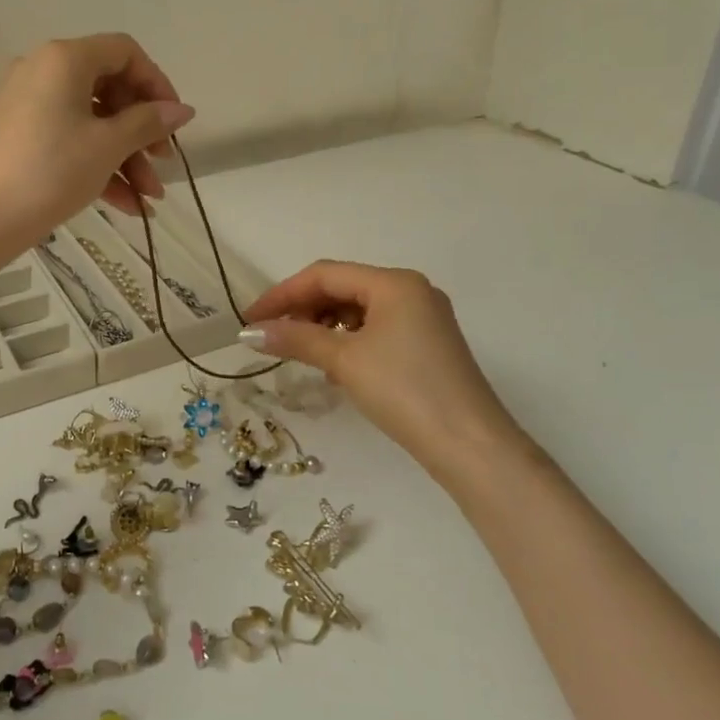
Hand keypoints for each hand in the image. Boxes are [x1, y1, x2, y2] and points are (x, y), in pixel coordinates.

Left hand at [0, 34, 194, 254]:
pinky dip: (98, 165)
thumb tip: (183, 110)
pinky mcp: (19, 136)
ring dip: (125, 157)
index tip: (175, 121)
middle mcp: (43, 71)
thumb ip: (148, 123)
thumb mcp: (108, 146)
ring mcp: (28, 104)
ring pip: (92, 121)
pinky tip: (126, 205)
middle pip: (110, 89)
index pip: (125, 52)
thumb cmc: (50, 171)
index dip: (157, 84)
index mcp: (65, 59)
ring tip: (149, 198)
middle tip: (162, 162)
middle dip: (142, 131)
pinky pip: (69, 139)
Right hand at [243, 261, 539, 482]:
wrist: (469, 445)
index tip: (249, 319)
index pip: (325, 275)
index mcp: (394, 282)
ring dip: (323, 325)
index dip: (282, 294)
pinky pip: (376, 328)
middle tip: (271, 336)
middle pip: (342, 287)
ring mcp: (423, 317)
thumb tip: (251, 332)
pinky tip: (333, 363)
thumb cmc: (404, 391)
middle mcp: (411, 290)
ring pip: (358, 309)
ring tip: (299, 350)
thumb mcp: (344, 361)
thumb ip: (296, 339)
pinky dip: (348, 339)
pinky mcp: (427, 344)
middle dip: (302, 309)